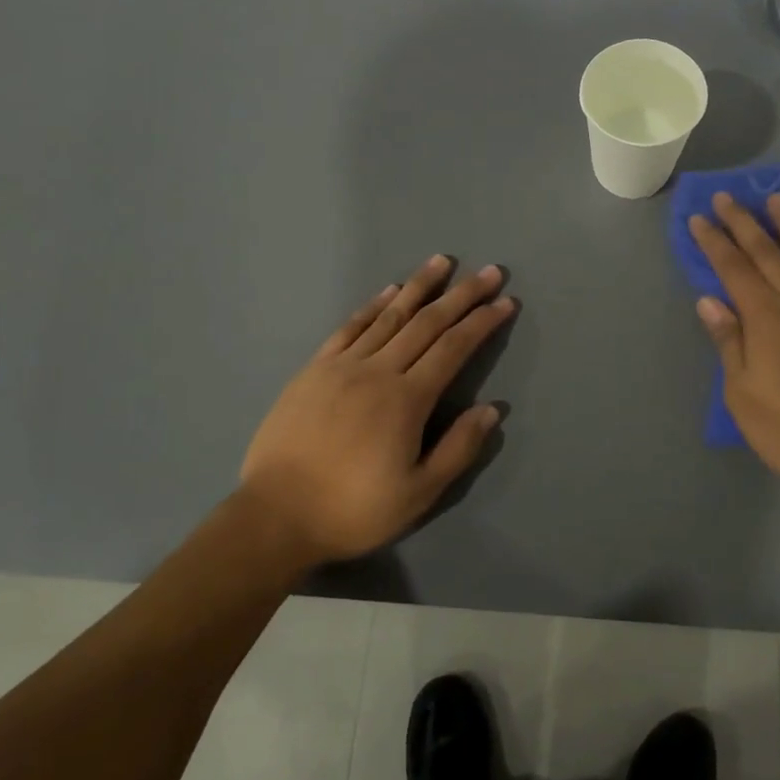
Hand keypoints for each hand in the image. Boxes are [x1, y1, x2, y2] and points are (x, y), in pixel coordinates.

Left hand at [237, 256, 515, 567]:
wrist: (274, 517)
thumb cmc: (352, 510)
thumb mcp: (418, 494)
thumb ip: (458, 449)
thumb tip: (492, 410)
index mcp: (406, 400)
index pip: (454, 348)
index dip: (482, 322)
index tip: (505, 302)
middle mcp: (377, 371)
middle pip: (427, 323)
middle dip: (462, 295)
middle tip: (489, 271)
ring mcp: (342, 366)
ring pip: (390, 316)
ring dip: (419, 286)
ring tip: (442, 262)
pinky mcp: (314, 370)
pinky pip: (350, 328)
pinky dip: (373, 306)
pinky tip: (389, 291)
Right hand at [689, 193, 779, 502]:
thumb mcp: (742, 394)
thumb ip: (728, 341)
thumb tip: (709, 299)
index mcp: (764, 318)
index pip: (732, 269)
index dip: (714, 242)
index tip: (699, 217)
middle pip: (766, 253)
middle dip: (744, 222)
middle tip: (728, 196)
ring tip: (777, 198)